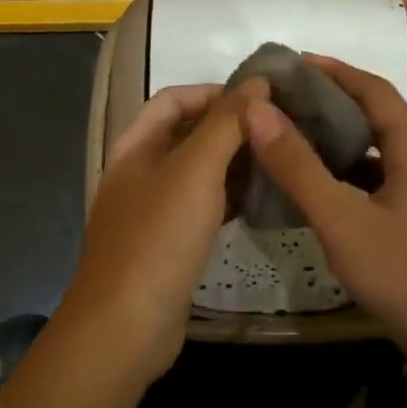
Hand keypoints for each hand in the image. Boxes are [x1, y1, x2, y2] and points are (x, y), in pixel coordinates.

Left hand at [64, 79, 266, 381]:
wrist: (127, 325)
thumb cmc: (159, 238)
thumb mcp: (195, 171)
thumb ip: (226, 124)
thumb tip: (257, 82)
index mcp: (134, 147)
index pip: (174, 99)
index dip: (215, 92)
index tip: (261, 99)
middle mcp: (139, 173)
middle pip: (186, 135)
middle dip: (229, 128)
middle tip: (279, 129)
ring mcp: (151, 211)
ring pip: (197, 173)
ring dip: (233, 163)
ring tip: (278, 160)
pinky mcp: (167, 245)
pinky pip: (201, 208)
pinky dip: (228, 198)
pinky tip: (260, 202)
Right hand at [238, 56, 406, 398]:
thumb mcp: (343, 221)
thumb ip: (297, 167)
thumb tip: (256, 109)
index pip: (374, 89)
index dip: (333, 70)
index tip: (291, 64)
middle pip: (378, 120)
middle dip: (331, 106)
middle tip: (281, 106)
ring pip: (380, 158)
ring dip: (340, 146)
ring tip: (292, 145)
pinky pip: (383, 189)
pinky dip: (350, 182)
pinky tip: (321, 198)